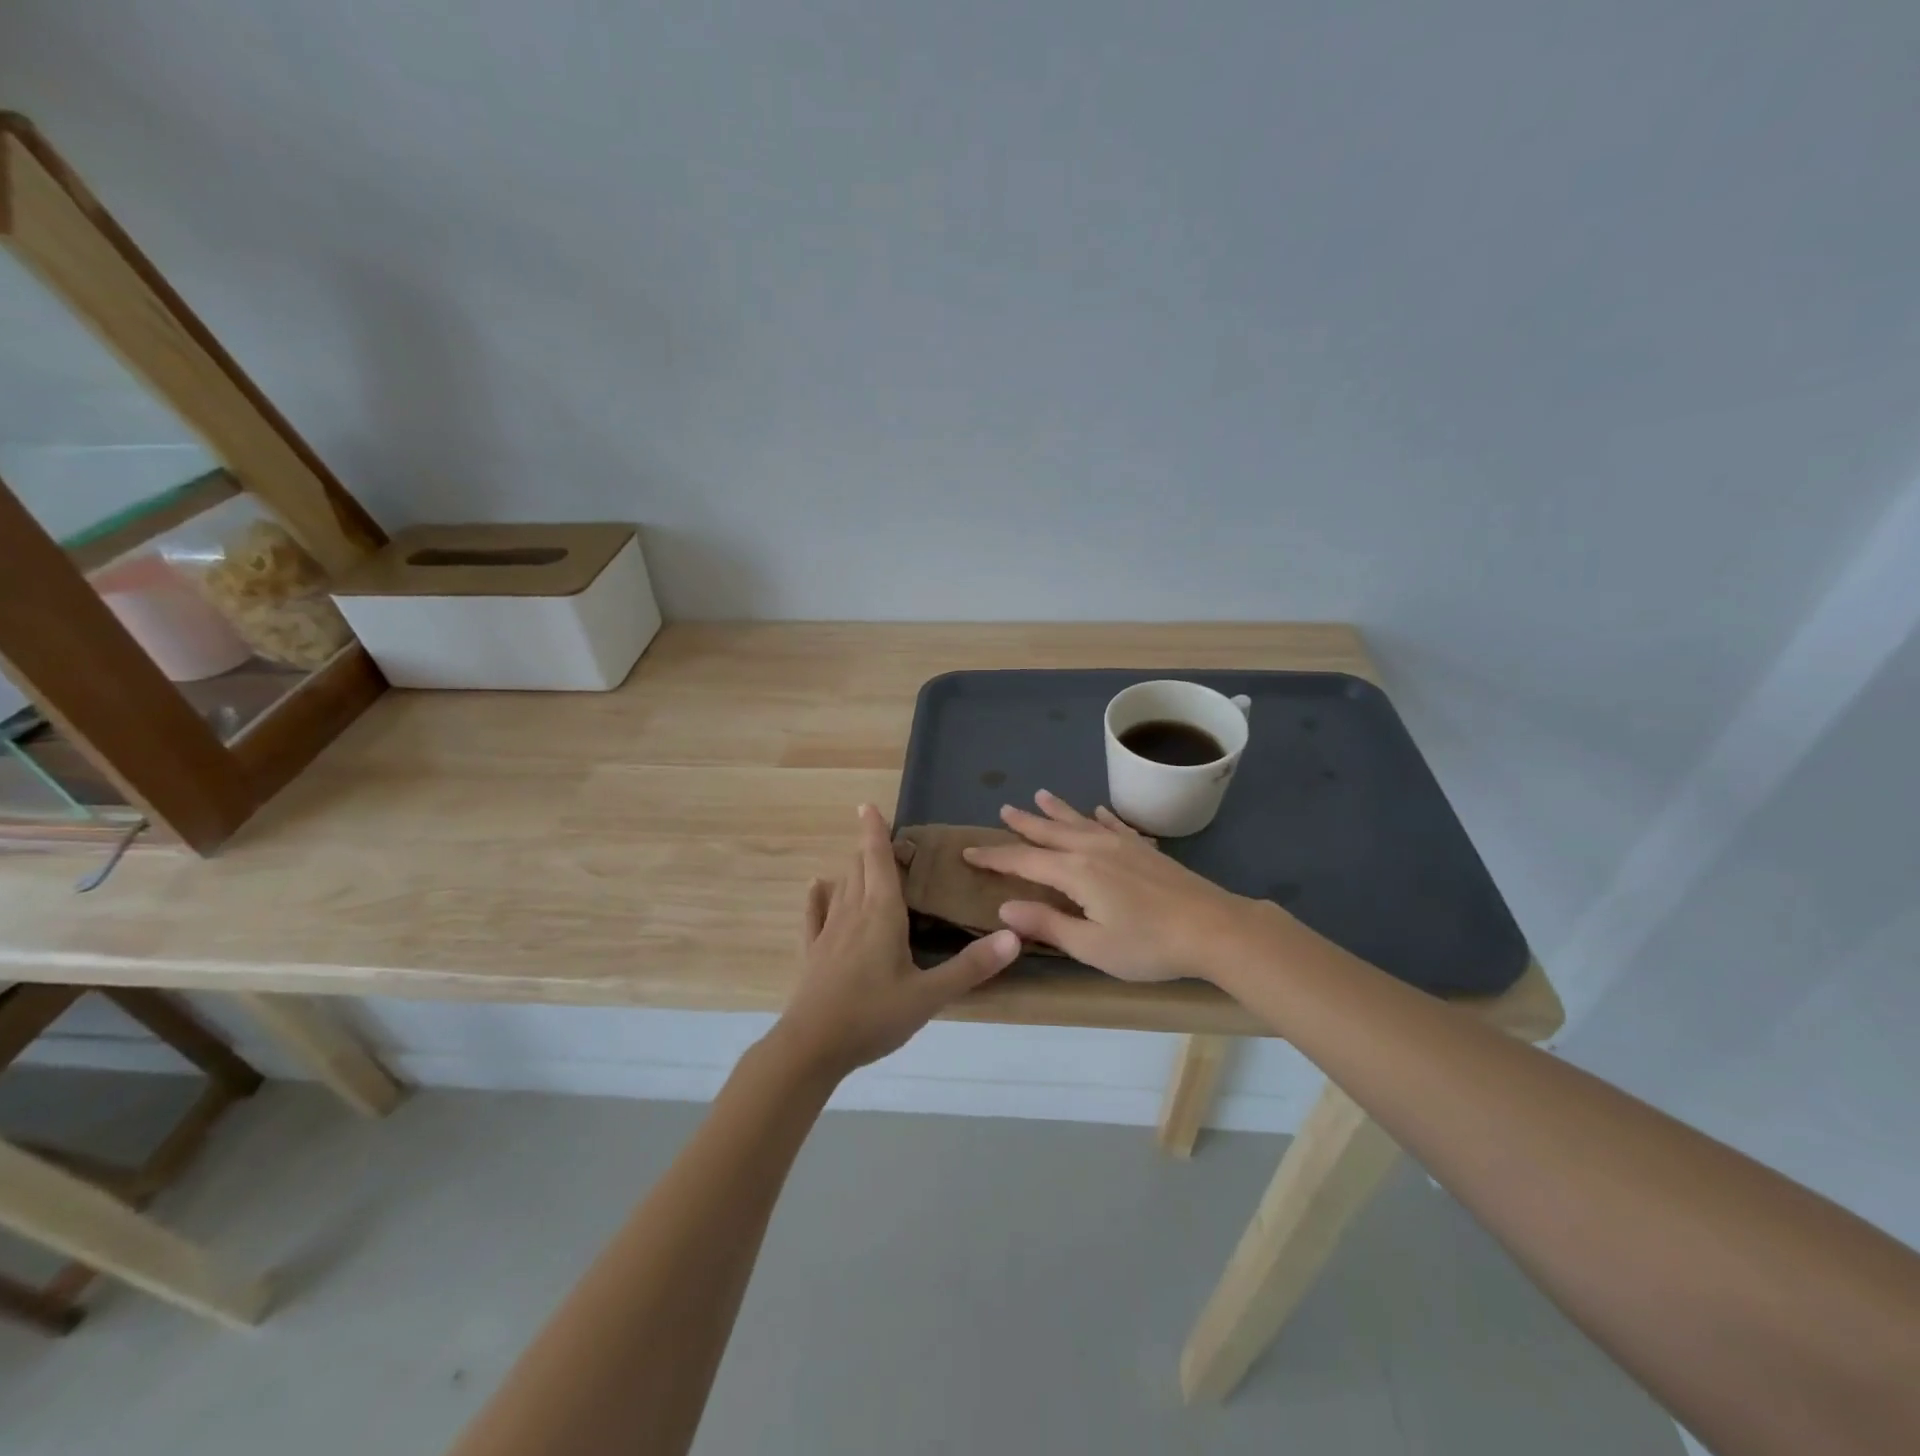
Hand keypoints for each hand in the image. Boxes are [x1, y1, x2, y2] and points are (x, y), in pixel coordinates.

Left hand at [771, 804, 1020, 1078]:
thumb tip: (1015, 936)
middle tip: (886, 838)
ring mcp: (828, 933)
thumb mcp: (930, 996)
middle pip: (859, 869)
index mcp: (882, 915)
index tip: (867, 806)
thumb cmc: (873, 1016)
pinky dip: (818, 897)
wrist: (811, 1048)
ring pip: (841, 887)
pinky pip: (814, 915)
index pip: (878, 861)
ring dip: (852, 869)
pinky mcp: (812, 953)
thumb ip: (972, 967)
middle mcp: (853, 914)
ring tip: (863, 859)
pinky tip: (817, 887)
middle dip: (870, 849)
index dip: (874, 832)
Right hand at [963, 790, 1278, 982]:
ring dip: (1056, 810)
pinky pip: (1114, 825)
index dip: (994, 857)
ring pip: (1080, 821)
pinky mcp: (1145, 849)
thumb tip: (1005, 907)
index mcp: (1076, 872)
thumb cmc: (1149, 945)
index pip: (1024, 860)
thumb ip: (1048, 925)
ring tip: (1038, 795)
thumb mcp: (1092, 946)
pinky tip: (1097, 811)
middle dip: (1023, 824)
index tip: (968, 852)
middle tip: (1002, 810)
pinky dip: (1100, 817)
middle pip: (1050, 832)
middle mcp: (1093, 849)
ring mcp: (1122, 844)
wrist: (1213, 928)